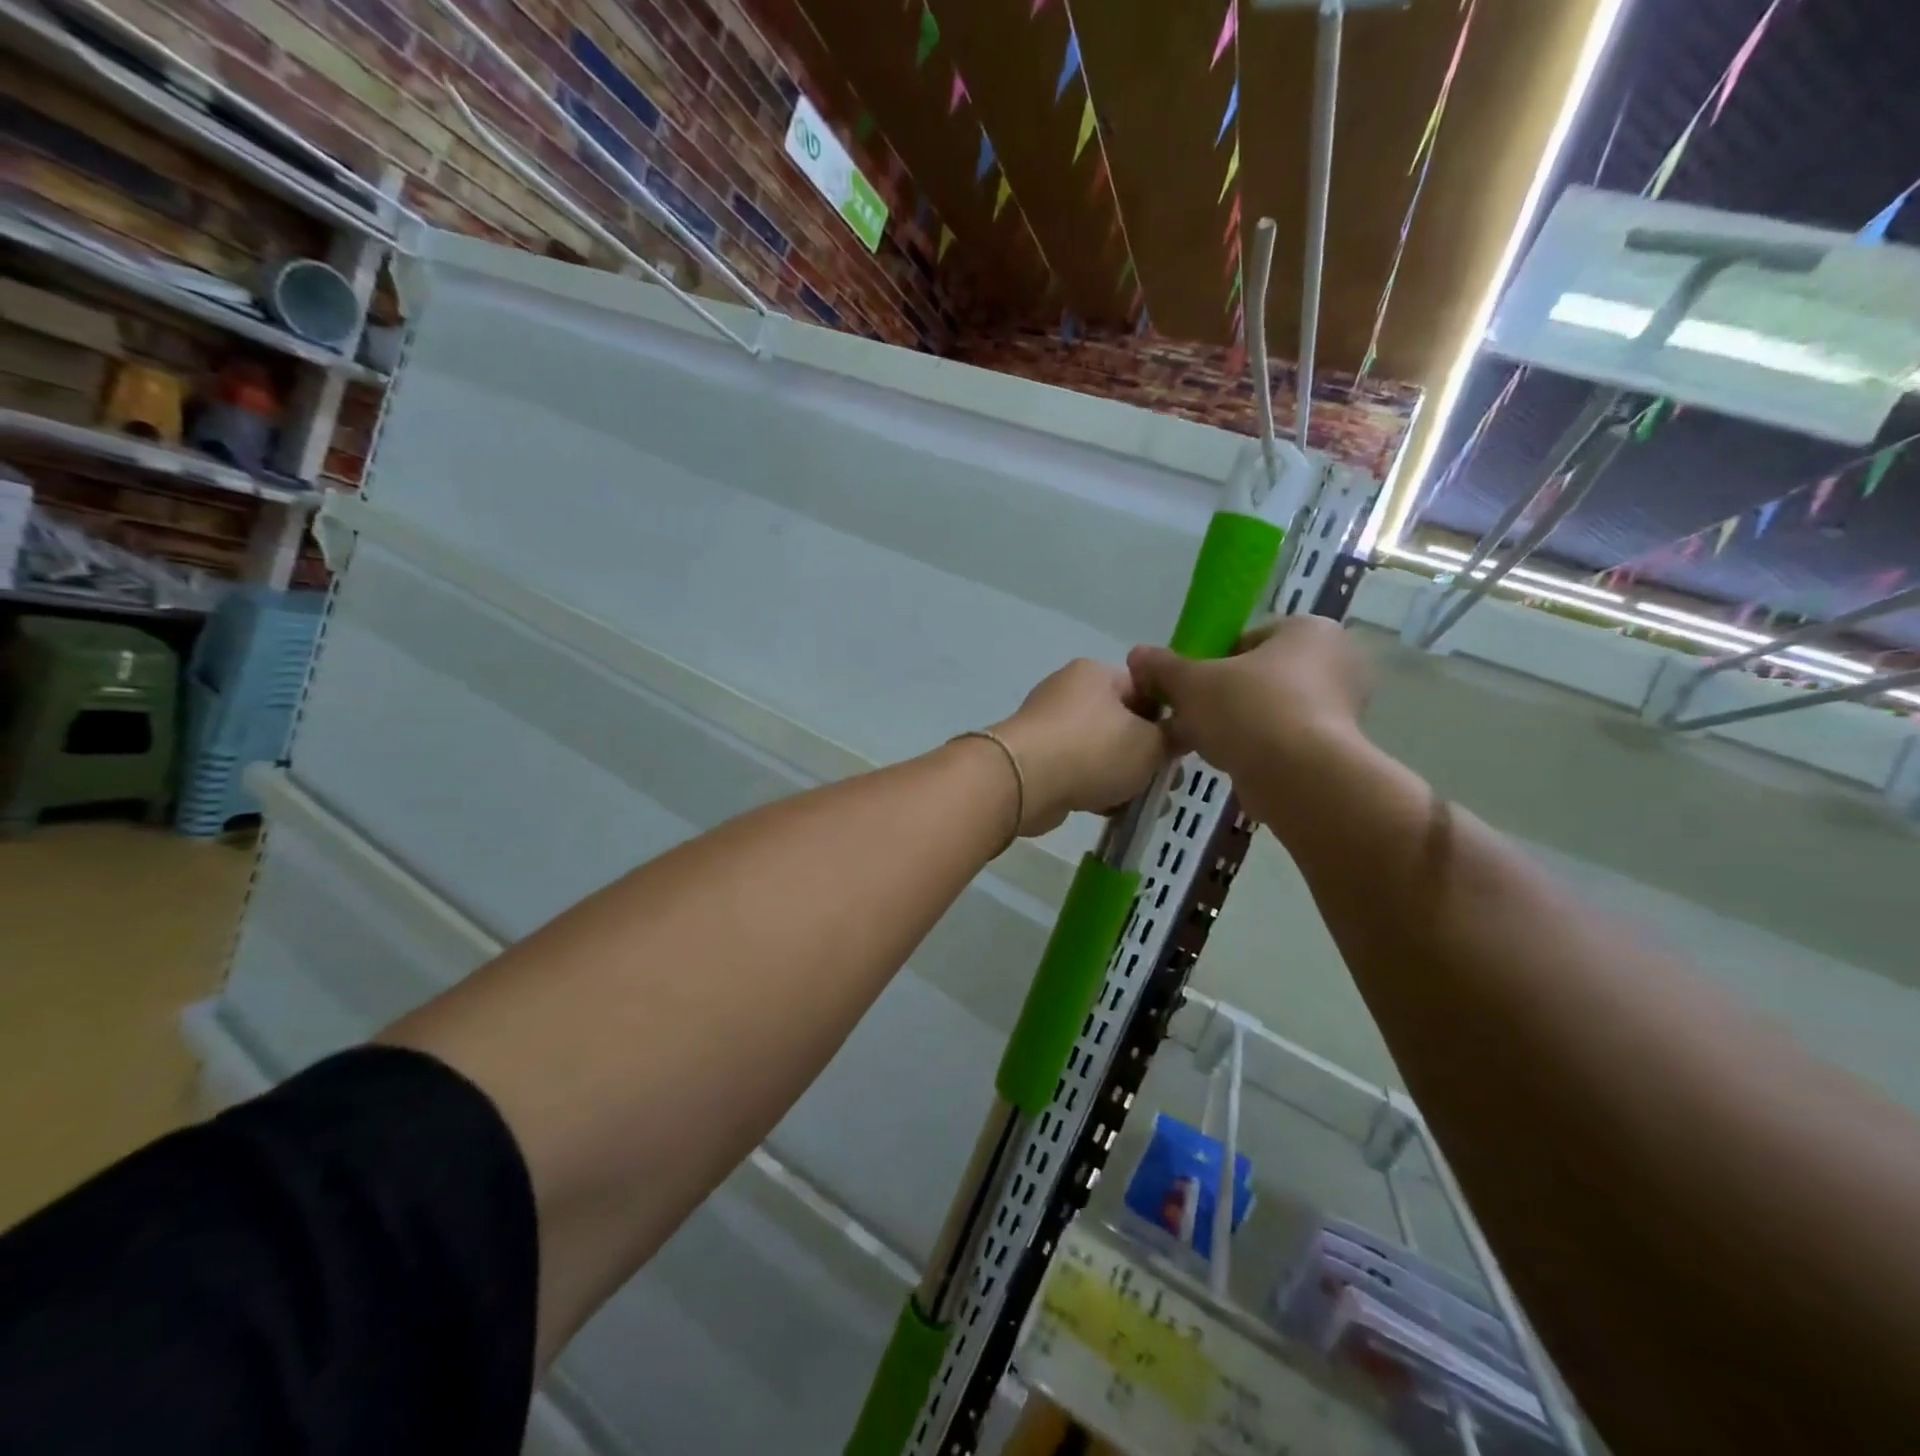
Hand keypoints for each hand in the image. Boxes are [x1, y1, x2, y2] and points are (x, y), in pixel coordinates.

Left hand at [992, 660, 1169, 835]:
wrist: (1023, 783)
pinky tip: (1113, 811)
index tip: (1182, 752)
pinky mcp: (1036, 758)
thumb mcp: (1151, 745)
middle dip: (1147, 756)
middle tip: (1168, 784)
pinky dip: (1096, 787)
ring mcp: (1049, 725)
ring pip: (1101, 750)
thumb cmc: (1093, 751)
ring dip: (1124, 777)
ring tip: (1146, 805)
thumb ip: (1172, 739)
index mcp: (1097, 674)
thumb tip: (1176, 735)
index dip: (1169, 720)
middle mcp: (1070, 691)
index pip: (1146, 689)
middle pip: (1123, 722)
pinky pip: (1077, 770)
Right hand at [1126, 617, 1371, 782]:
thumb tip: (1136, 655)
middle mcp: (1337, 661)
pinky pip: (1286, 741)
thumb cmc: (1249, 711)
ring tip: (1205, 744)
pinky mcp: (1338, 749)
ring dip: (1238, 725)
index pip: (1249, 639)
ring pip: (1271, 710)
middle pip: (1260, 675)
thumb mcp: (1191, 683)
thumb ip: (1163, 668)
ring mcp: (1344, 708)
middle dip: (1224, 696)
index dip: (1212, 662)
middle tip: (1192, 717)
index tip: (1190, 687)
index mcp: (1310, 630)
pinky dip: (1260, 750)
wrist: (1299, 778)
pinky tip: (1232, 763)